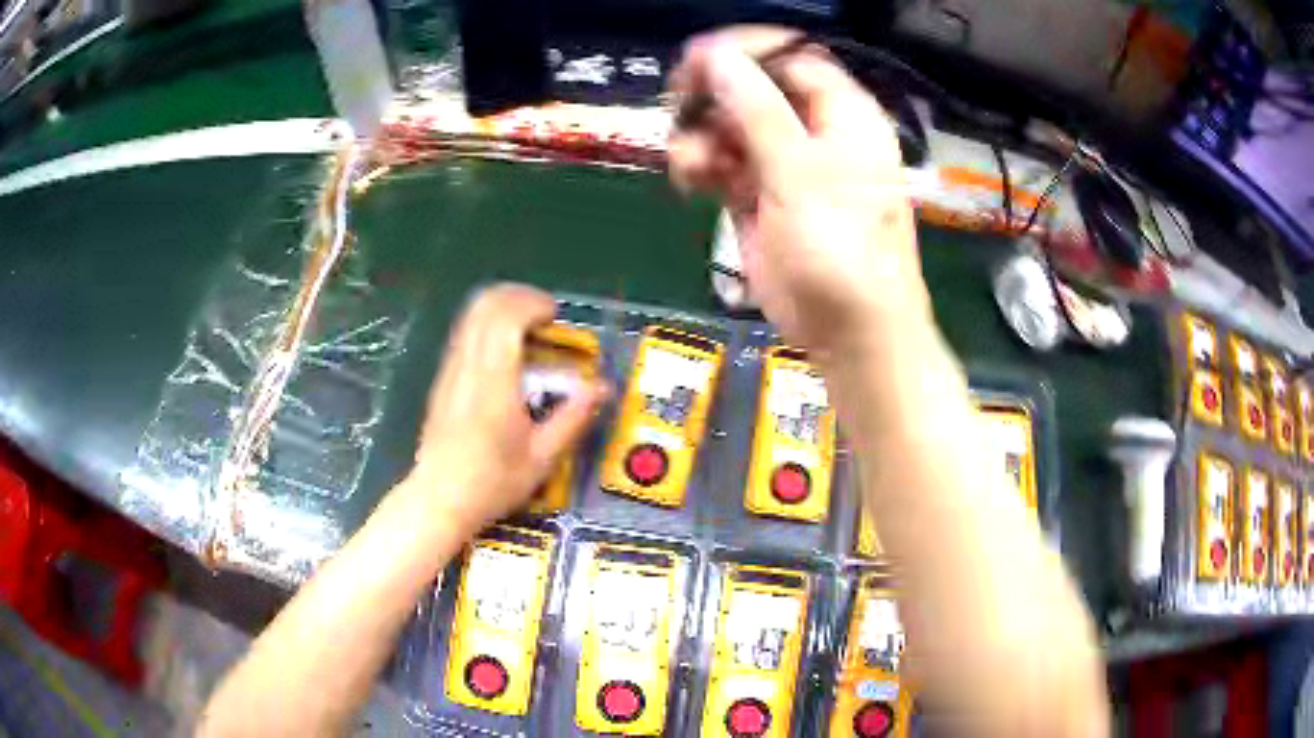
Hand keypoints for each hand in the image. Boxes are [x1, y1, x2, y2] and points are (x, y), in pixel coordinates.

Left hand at [403, 284, 607, 533]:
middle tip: (544, 316)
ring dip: (501, 308)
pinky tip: (505, 352)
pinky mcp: (443, 378)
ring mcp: (450, 370)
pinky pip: (464, 332)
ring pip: (470, 314)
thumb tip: (600, 388)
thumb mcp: (542, 457)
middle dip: (518, 296)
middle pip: (485, 304)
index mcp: (493, 383)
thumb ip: (572, 417)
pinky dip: (487, 325)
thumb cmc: (492, 483)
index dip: (532, 304)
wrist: (439, 499)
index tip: (554, 318)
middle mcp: (467, 367)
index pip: (505, 317)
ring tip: (528, 330)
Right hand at [669, 26, 929, 354]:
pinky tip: (690, 179)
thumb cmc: (841, 249)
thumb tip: (717, 56)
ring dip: (701, 134)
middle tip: (679, 103)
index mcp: (842, 115)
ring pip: (730, 125)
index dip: (745, 52)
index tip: (697, 58)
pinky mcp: (758, 195)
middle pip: (753, 87)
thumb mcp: (801, 172)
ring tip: (690, 161)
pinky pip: (720, 162)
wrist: (847, 331)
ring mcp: (783, 163)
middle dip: (714, 94)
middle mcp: (813, 131)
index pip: (791, 57)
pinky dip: (700, 165)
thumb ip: (756, 110)